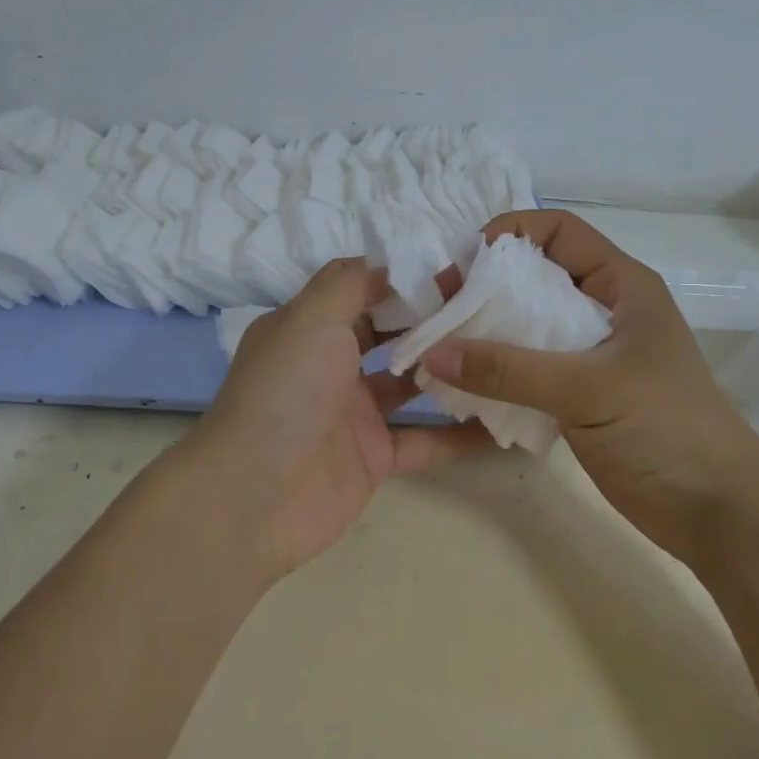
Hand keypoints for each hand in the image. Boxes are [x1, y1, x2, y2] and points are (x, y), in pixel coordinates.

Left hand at [189, 258, 492, 580]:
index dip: (406, 278)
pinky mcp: (373, 458)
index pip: (363, 289)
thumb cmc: (285, 392)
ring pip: (412, 385)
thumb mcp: (311, 318)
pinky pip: (425, 440)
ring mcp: (353, 414)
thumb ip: (352, 282)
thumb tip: (395, 262)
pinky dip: (459, 435)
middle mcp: (330, 365)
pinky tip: (503, 424)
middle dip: (435, 320)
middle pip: (391, 333)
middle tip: (492, 308)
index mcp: (309, 328)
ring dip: (451, 371)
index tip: (458, 270)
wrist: (254, 496)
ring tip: (505, 352)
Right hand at [419, 210, 758, 552]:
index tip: (462, 265)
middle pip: (534, 278)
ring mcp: (591, 356)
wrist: (719, 514)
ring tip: (440, 349)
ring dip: (485, 333)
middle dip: (484, 288)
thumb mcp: (588, 390)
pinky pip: (527, 369)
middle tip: (439, 312)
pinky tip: (463, 388)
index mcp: (621, 286)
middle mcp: (603, 311)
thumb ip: (509, 370)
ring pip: (526, 326)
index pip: (557, 232)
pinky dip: (495, 373)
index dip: (508, 234)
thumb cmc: (667, 430)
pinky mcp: (579, 396)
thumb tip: (432, 353)